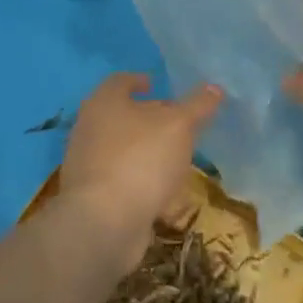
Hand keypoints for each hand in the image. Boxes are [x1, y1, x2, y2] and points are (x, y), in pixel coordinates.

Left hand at [60, 74, 221, 264]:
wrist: (104, 222)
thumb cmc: (141, 160)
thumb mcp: (179, 126)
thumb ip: (197, 106)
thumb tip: (214, 87)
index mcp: (104, 103)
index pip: (120, 81)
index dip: (139, 80)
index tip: (155, 85)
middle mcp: (89, 128)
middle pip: (120, 116)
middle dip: (148, 119)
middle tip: (176, 124)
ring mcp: (87, 164)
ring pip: (122, 150)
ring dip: (147, 152)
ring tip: (175, 159)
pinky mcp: (92, 197)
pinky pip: (121, 181)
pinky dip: (141, 182)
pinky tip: (164, 195)